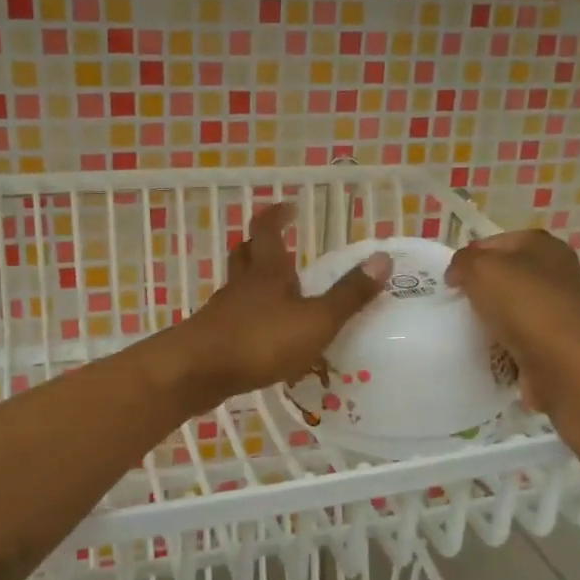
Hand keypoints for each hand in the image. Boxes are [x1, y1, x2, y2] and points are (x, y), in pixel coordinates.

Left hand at [167, 204, 390, 408]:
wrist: (197, 372)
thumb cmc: (260, 340)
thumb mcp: (316, 320)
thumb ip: (349, 295)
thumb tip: (382, 258)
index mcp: (268, 272)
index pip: (268, 230)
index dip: (277, 215)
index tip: (289, 207)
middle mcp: (242, 284)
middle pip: (245, 254)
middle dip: (260, 245)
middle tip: (279, 245)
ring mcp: (223, 311)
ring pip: (237, 287)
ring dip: (254, 283)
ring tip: (276, 293)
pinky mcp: (213, 338)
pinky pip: (233, 318)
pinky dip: (248, 318)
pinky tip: (261, 336)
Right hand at [444, 229, 579, 414]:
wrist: (565, 364)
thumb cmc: (524, 304)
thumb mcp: (480, 268)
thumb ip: (462, 262)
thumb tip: (458, 274)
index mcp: (541, 245)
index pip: (493, 243)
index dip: (468, 259)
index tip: (450, 282)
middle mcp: (555, 272)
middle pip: (503, 277)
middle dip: (478, 290)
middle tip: (455, 306)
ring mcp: (557, 309)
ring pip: (510, 309)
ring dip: (489, 320)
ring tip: (468, 332)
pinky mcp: (555, 342)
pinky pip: (518, 338)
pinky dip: (503, 345)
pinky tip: (489, 351)